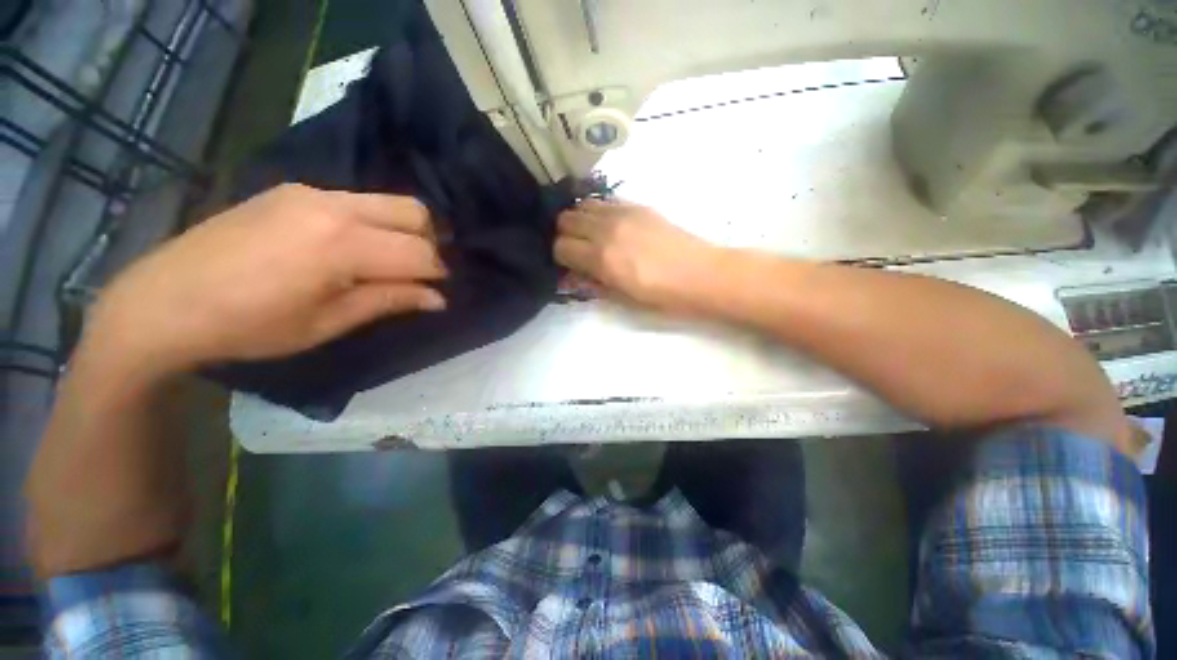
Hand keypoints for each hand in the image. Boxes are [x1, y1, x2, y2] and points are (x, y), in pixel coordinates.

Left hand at [89, 184, 446, 377]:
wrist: (162, 301)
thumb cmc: (248, 326)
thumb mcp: (327, 323)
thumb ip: (389, 301)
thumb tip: (437, 298)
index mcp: (341, 244)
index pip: (419, 252)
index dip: (438, 274)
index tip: (439, 293)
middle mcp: (333, 205)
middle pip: (414, 211)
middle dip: (430, 243)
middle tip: (421, 273)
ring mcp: (310, 192)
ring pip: (389, 201)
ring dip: (405, 230)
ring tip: (392, 262)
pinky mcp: (293, 190)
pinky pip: (357, 201)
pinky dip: (375, 222)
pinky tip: (356, 248)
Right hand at [554, 200, 725, 313]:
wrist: (701, 275)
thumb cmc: (662, 296)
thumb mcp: (622, 299)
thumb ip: (592, 283)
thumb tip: (570, 276)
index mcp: (602, 258)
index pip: (560, 247)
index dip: (560, 258)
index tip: (569, 265)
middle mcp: (606, 229)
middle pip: (565, 220)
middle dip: (565, 236)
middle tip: (577, 250)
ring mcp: (622, 213)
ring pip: (582, 205)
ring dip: (579, 220)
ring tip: (590, 235)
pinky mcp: (637, 205)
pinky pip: (604, 200)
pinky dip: (597, 211)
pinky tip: (607, 225)